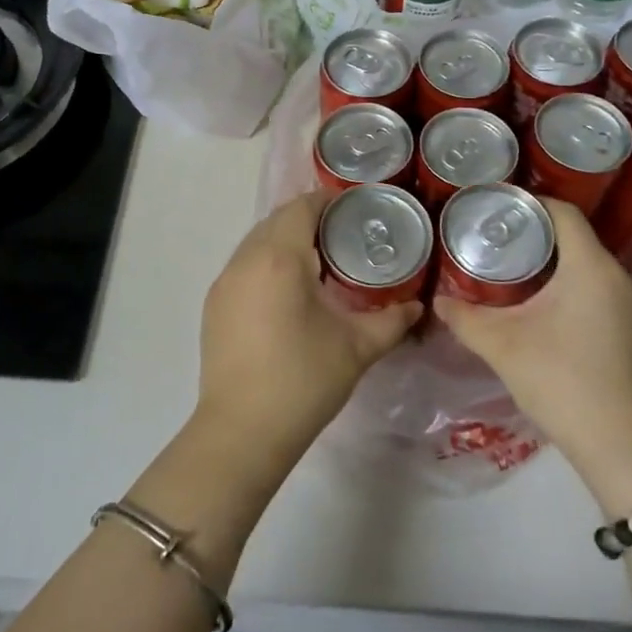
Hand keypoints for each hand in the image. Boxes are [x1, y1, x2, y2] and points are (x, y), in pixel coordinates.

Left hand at [198, 190, 421, 469]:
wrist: (242, 431)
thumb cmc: (304, 381)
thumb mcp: (357, 347)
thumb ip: (392, 320)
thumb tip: (417, 306)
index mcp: (279, 259)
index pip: (301, 207)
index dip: (328, 201)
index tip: (355, 209)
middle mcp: (245, 260)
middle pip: (276, 220)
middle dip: (308, 219)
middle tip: (344, 235)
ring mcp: (224, 282)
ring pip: (256, 242)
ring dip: (285, 240)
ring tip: (319, 261)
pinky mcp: (214, 304)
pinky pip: (243, 265)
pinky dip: (266, 263)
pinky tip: (288, 290)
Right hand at [435, 199, 631, 508]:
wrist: (620, 444)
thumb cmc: (561, 381)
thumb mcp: (502, 346)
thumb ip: (465, 318)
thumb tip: (437, 301)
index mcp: (590, 267)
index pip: (562, 211)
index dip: (527, 202)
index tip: (491, 207)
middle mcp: (615, 275)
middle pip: (572, 234)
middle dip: (530, 231)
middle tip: (488, 236)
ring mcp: (625, 302)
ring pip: (582, 261)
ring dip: (546, 258)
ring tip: (503, 264)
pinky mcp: (626, 326)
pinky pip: (591, 285)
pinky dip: (562, 281)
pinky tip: (533, 300)